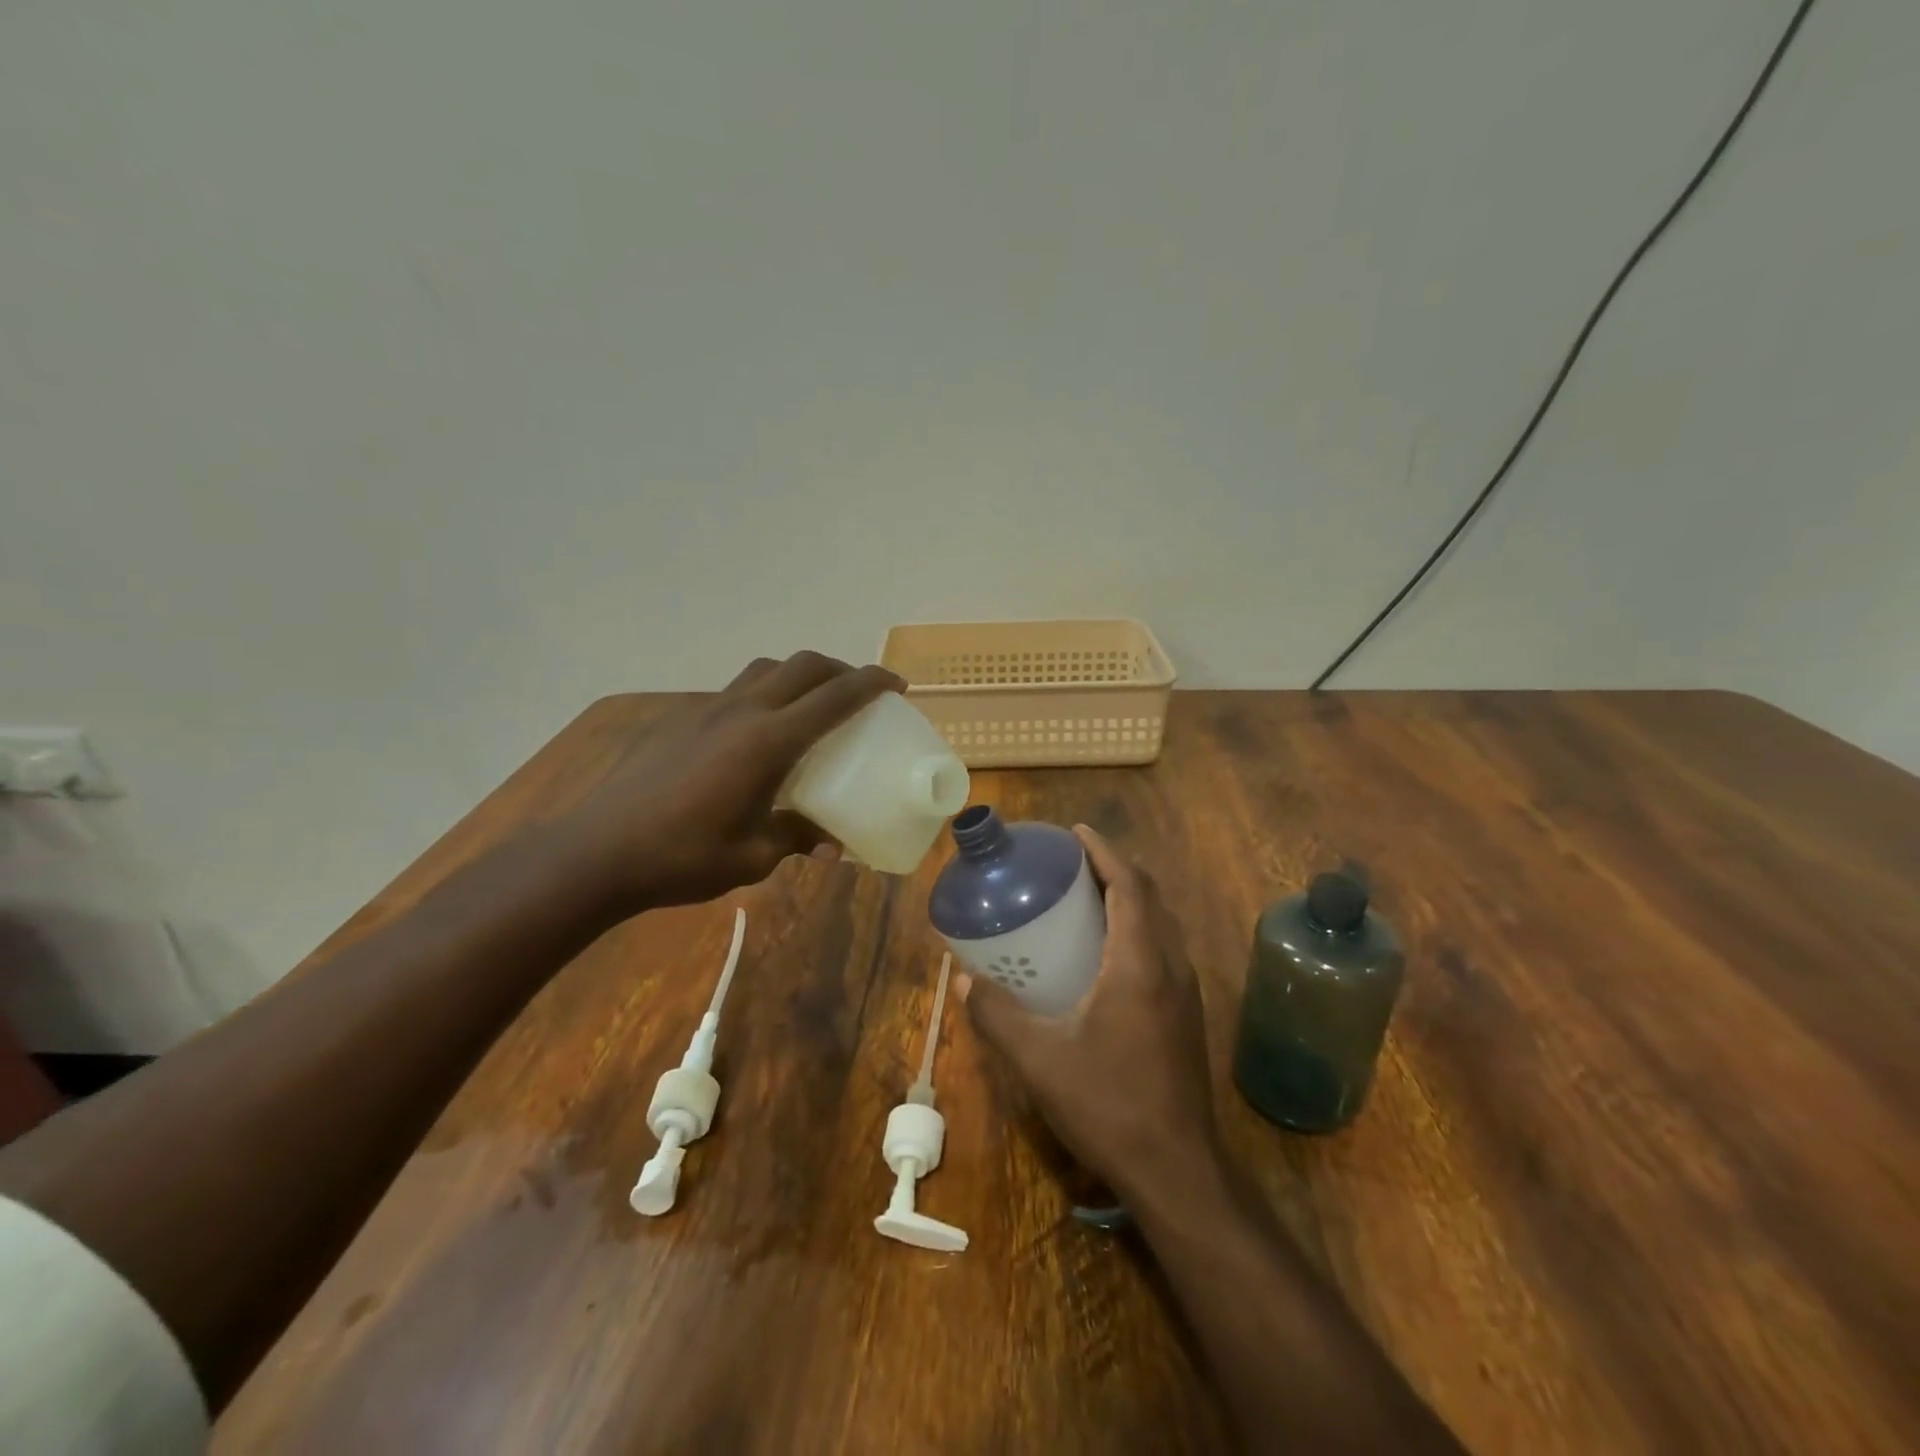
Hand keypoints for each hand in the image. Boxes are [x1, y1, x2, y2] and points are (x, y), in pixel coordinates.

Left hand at [558, 652, 902, 911]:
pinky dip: (761, 694)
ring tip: (809, 705)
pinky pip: (734, 691)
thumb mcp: (753, 856)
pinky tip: (754, 734)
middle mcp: (742, 711)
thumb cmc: (683, 856)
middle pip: (803, 665)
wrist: (597, 851)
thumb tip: (832, 844)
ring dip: (798, 675)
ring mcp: (706, 709)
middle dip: (840, 670)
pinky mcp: (679, 718)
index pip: (835, 696)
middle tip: (859, 694)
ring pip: (765, 670)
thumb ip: (797, 838)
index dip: (873, 683)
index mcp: (769, 741)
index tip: (898, 685)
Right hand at [958, 825, 1222, 1204]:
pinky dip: (1137, 929)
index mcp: (1140, 962)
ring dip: (1129, 899)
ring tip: (1085, 899)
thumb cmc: (1108, 1104)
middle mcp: (1171, 966)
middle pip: (1149, 897)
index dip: (1103, 852)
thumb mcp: (1040, 1059)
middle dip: (1114, 869)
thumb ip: (998, 1015)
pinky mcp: (1186, 1016)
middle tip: (1072, 864)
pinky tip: (1105, 955)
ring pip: (1160, 924)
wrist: (1177, 1170)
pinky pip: (1163, 949)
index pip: (1129, 885)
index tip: (1076, 832)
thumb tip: (964, 981)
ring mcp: (1185, 992)